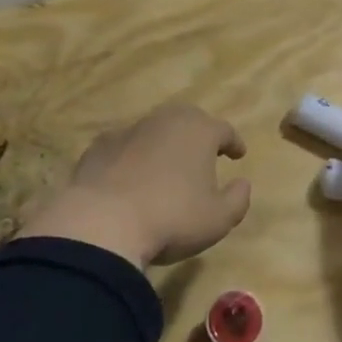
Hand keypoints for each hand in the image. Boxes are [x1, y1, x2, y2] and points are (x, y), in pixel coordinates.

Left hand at [19, 103, 251, 269]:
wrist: (102, 222)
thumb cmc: (172, 218)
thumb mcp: (218, 219)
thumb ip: (237, 199)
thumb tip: (243, 183)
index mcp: (198, 131)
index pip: (224, 130)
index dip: (233, 142)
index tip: (238, 154)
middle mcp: (164, 121)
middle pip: (187, 119)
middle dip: (198, 134)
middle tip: (204, 152)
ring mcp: (128, 131)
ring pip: (154, 130)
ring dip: (164, 144)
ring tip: (167, 166)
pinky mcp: (99, 147)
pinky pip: (124, 147)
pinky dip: (133, 157)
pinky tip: (131, 177)